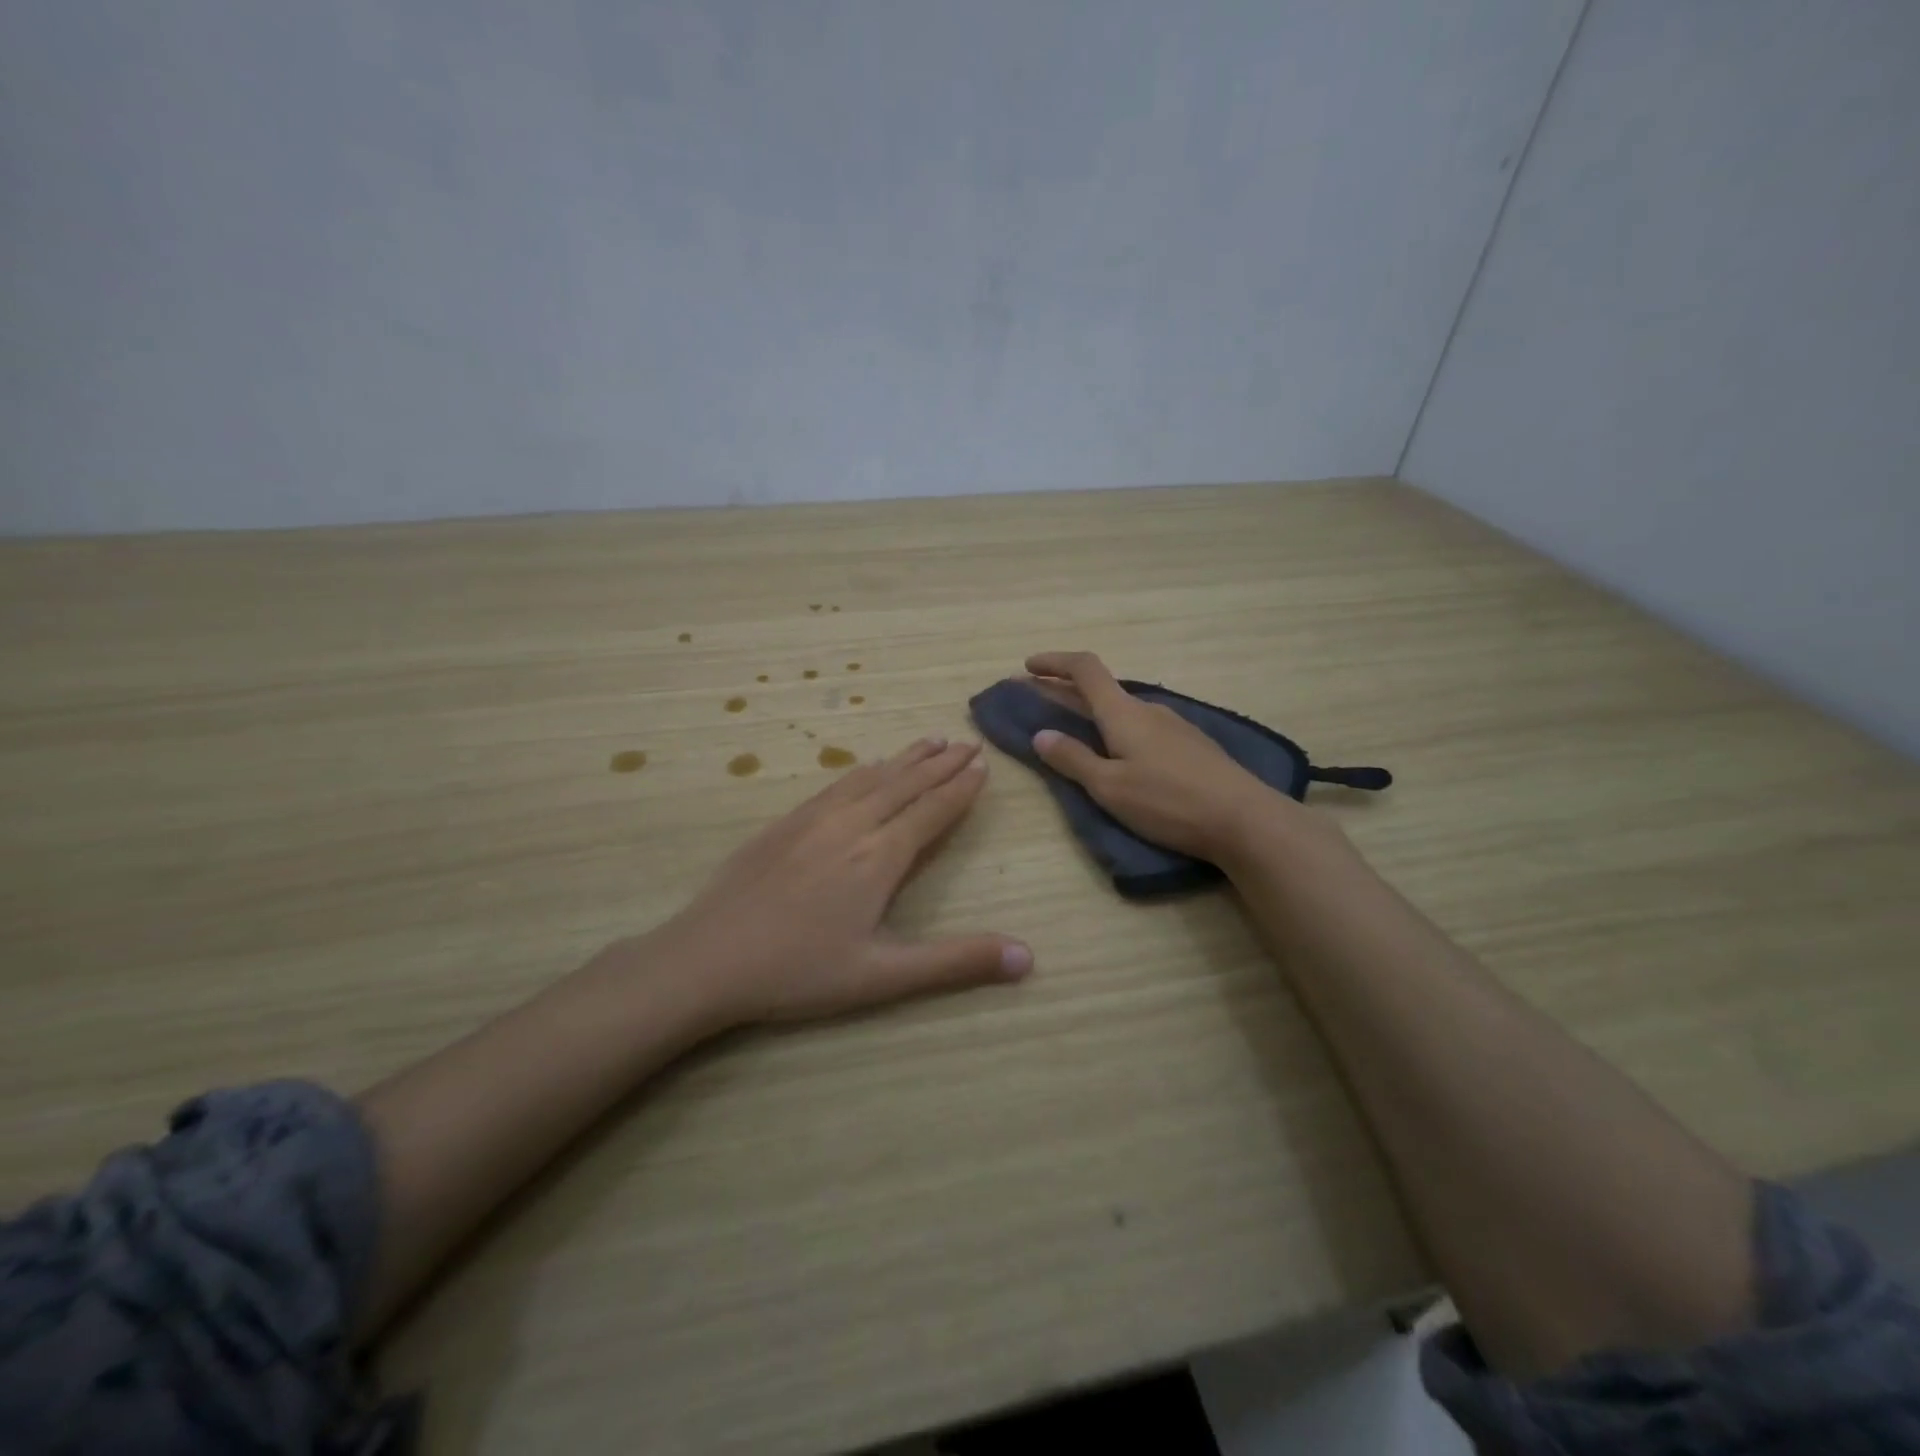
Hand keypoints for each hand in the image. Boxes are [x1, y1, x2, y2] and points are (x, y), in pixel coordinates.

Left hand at [653, 736, 1031, 1025]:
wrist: (707, 958)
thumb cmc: (799, 971)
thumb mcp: (884, 976)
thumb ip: (956, 962)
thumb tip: (1028, 957)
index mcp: (880, 857)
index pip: (932, 811)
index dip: (960, 788)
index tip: (983, 766)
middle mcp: (852, 825)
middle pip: (906, 784)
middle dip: (941, 763)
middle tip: (967, 742)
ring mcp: (814, 819)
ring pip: (871, 777)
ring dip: (905, 758)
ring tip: (929, 740)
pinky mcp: (784, 823)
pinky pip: (836, 784)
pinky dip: (863, 770)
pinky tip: (866, 768)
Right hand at [1023, 650, 1304, 862]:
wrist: (1244, 819)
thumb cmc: (1168, 801)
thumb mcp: (1110, 787)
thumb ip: (1073, 759)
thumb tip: (1040, 734)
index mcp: (1123, 713)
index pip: (1085, 669)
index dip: (1054, 662)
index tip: (1027, 667)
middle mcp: (1148, 709)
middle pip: (1101, 689)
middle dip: (1066, 691)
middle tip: (1038, 701)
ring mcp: (1174, 726)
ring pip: (1123, 710)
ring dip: (1093, 712)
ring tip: (1074, 731)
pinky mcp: (1190, 746)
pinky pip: (1142, 727)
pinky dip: (1117, 729)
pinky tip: (1119, 752)